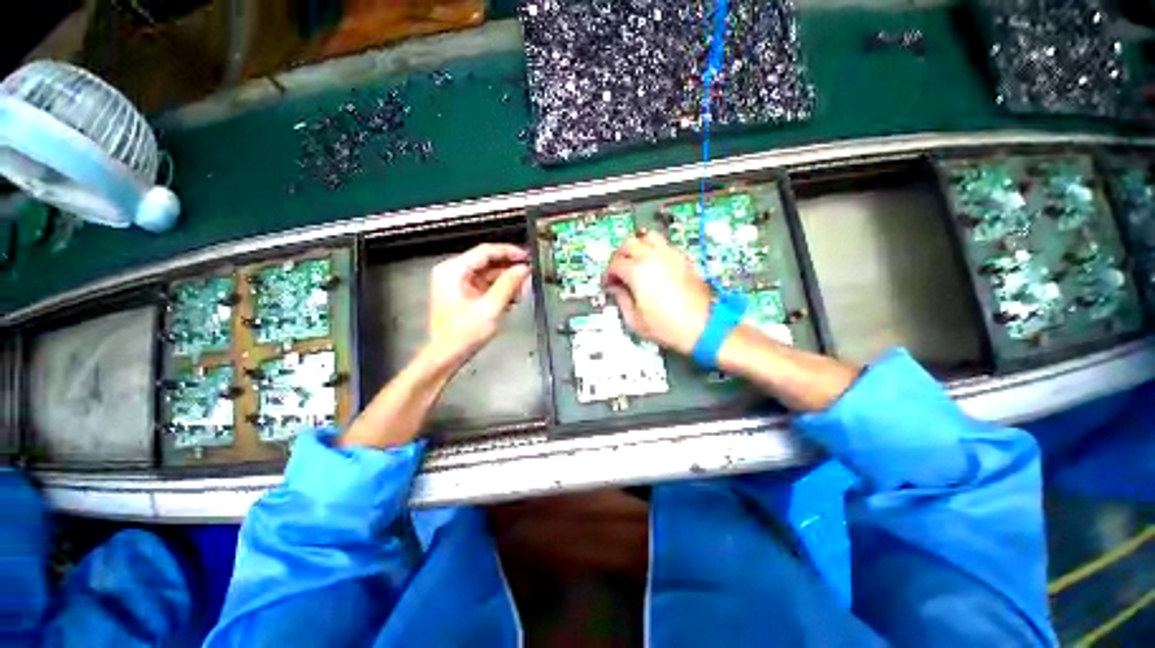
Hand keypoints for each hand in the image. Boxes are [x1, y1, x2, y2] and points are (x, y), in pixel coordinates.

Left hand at [427, 243, 529, 367]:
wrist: (448, 354)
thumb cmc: (463, 333)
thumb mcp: (491, 307)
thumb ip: (508, 284)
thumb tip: (522, 269)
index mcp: (453, 270)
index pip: (485, 251)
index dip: (508, 252)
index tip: (525, 257)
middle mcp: (453, 273)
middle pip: (487, 263)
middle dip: (509, 271)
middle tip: (526, 278)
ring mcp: (457, 283)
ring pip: (488, 275)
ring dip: (506, 283)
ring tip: (520, 294)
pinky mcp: (463, 294)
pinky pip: (485, 285)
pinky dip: (499, 291)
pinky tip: (510, 300)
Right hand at [603, 230, 711, 354]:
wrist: (703, 327)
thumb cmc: (669, 327)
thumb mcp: (635, 320)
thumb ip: (621, 299)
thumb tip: (615, 288)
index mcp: (638, 272)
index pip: (615, 264)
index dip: (607, 274)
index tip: (608, 284)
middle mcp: (654, 258)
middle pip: (628, 244)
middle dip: (619, 256)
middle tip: (617, 271)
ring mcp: (671, 256)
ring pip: (648, 237)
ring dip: (637, 247)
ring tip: (634, 262)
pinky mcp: (683, 259)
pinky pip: (664, 245)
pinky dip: (653, 250)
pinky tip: (652, 265)